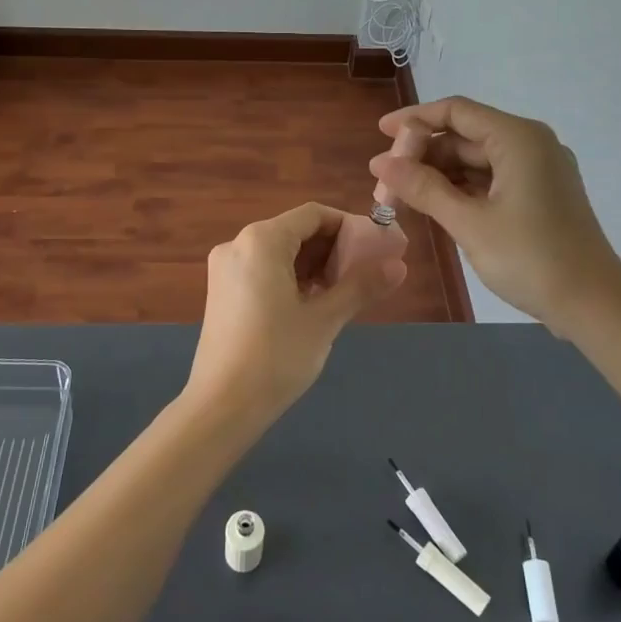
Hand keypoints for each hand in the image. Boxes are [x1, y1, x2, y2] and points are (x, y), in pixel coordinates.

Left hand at [186, 203, 407, 427]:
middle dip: (332, 249)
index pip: (313, 215)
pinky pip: (263, 269)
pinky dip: (290, 278)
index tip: (376, 249)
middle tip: (364, 275)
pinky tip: (311, 304)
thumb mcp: (324, 320)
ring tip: (342, 293)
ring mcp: (226, 268)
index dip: (349, 226)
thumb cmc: (276, 356)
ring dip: (313, 265)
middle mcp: (238, 244)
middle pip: (295, 231)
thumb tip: (399, 266)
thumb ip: (361, 286)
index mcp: (261, 240)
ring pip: (279, 252)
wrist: (221, 406)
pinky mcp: (221, 291)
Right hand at [370, 97, 620, 334]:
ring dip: (439, 174)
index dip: (414, 119)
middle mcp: (530, 144)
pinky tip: (434, 205)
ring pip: (476, 160)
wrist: (595, 306)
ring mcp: (538, 170)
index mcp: (518, 138)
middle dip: (423, 154)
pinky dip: (461, 189)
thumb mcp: (469, 223)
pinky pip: (492, 179)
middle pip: (465, 135)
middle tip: (385, 180)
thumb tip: (380, 162)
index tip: (380, 134)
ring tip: (401, 196)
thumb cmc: (531, 258)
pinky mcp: (540, 195)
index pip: (456, 112)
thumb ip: (423, 188)